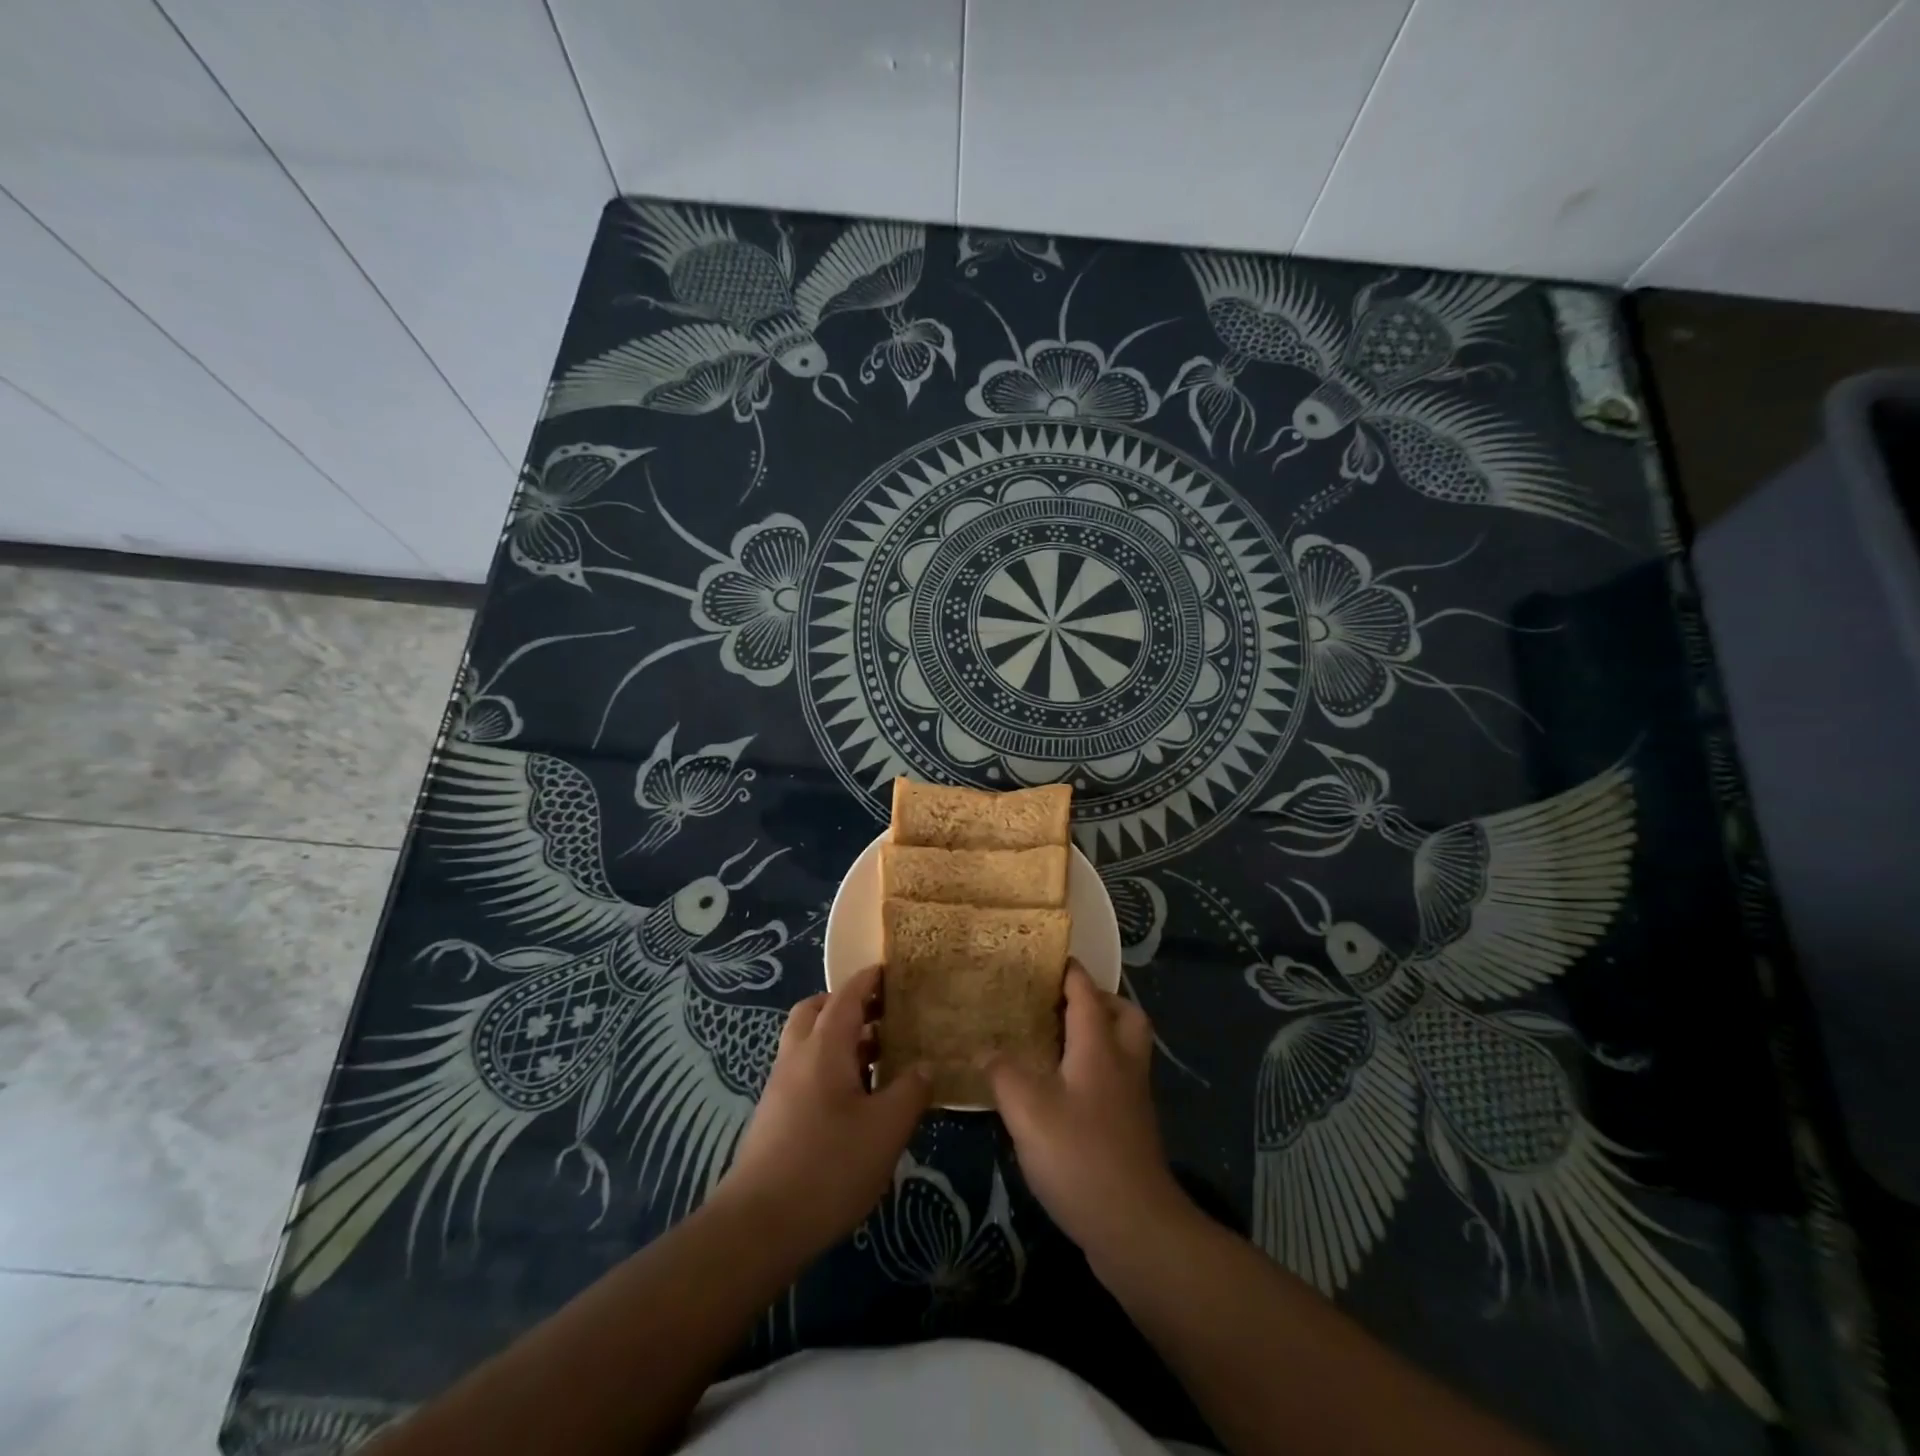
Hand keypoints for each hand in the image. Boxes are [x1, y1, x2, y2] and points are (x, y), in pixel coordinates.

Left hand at [712, 964, 930, 1261]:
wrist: (758, 1226)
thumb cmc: (828, 1166)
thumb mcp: (886, 1129)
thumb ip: (911, 1090)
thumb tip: (925, 1065)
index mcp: (824, 1046)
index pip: (847, 995)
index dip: (870, 979)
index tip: (893, 970)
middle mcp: (797, 1055)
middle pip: (817, 1010)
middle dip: (848, 1004)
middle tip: (884, 1015)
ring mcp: (781, 1085)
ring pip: (809, 1041)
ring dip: (840, 1038)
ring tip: (880, 1058)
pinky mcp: (775, 1114)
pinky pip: (805, 1070)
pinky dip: (830, 1065)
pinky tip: (857, 1099)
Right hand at [987, 964, 1191, 1266]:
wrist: (1136, 1227)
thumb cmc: (1080, 1156)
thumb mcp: (1027, 1111)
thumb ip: (1003, 1073)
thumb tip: (985, 1050)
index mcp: (1099, 1047)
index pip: (1087, 993)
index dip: (1070, 972)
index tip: (1049, 957)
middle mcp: (1123, 1064)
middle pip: (1125, 1015)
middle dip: (1100, 1001)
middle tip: (1063, 1005)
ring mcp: (1133, 1099)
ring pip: (1126, 1048)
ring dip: (1102, 1035)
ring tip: (1060, 1044)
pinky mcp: (1133, 1130)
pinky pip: (1119, 1080)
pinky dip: (1099, 1071)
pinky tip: (1066, 1092)